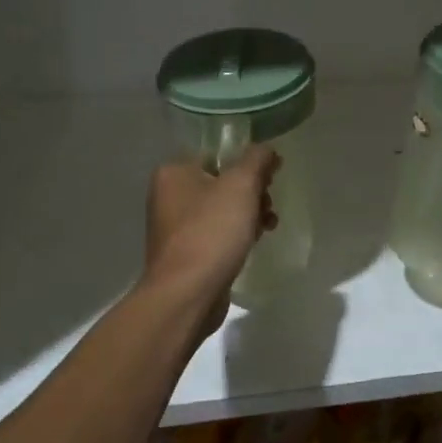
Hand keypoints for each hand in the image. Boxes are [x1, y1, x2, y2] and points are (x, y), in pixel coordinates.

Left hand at [142, 146, 280, 332]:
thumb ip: (257, 160)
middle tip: (268, 204)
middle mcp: (169, 195)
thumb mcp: (241, 185)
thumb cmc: (212, 231)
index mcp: (174, 172)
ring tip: (268, 226)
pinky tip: (254, 243)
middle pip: (222, 182)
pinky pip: (217, 233)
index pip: (218, 154)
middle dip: (252, 192)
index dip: (249, 163)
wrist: (187, 293)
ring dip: (249, 214)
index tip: (272, 177)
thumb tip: (267, 149)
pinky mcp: (186, 253)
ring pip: (222, 209)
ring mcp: (176, 227)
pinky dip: (237, 234)